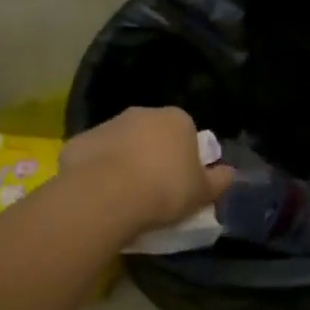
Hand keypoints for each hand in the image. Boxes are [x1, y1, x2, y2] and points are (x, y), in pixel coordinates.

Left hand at [59, 107, 233, 235]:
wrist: (106, 196)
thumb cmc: (165, 190)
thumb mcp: (203, 193)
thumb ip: (219, 180)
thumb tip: (229, 172)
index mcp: (177, 119)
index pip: (187, 132)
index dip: (185, 157)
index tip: (182, 182)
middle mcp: (142, 113)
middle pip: (153, 134)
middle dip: (154, 154)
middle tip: (155, 189)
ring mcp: (108, 125)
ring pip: (122, 143)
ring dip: (125, 161)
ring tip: (126, 196)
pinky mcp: (79, 141)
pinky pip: (95, 157)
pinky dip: (97, 171)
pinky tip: (100, 195)